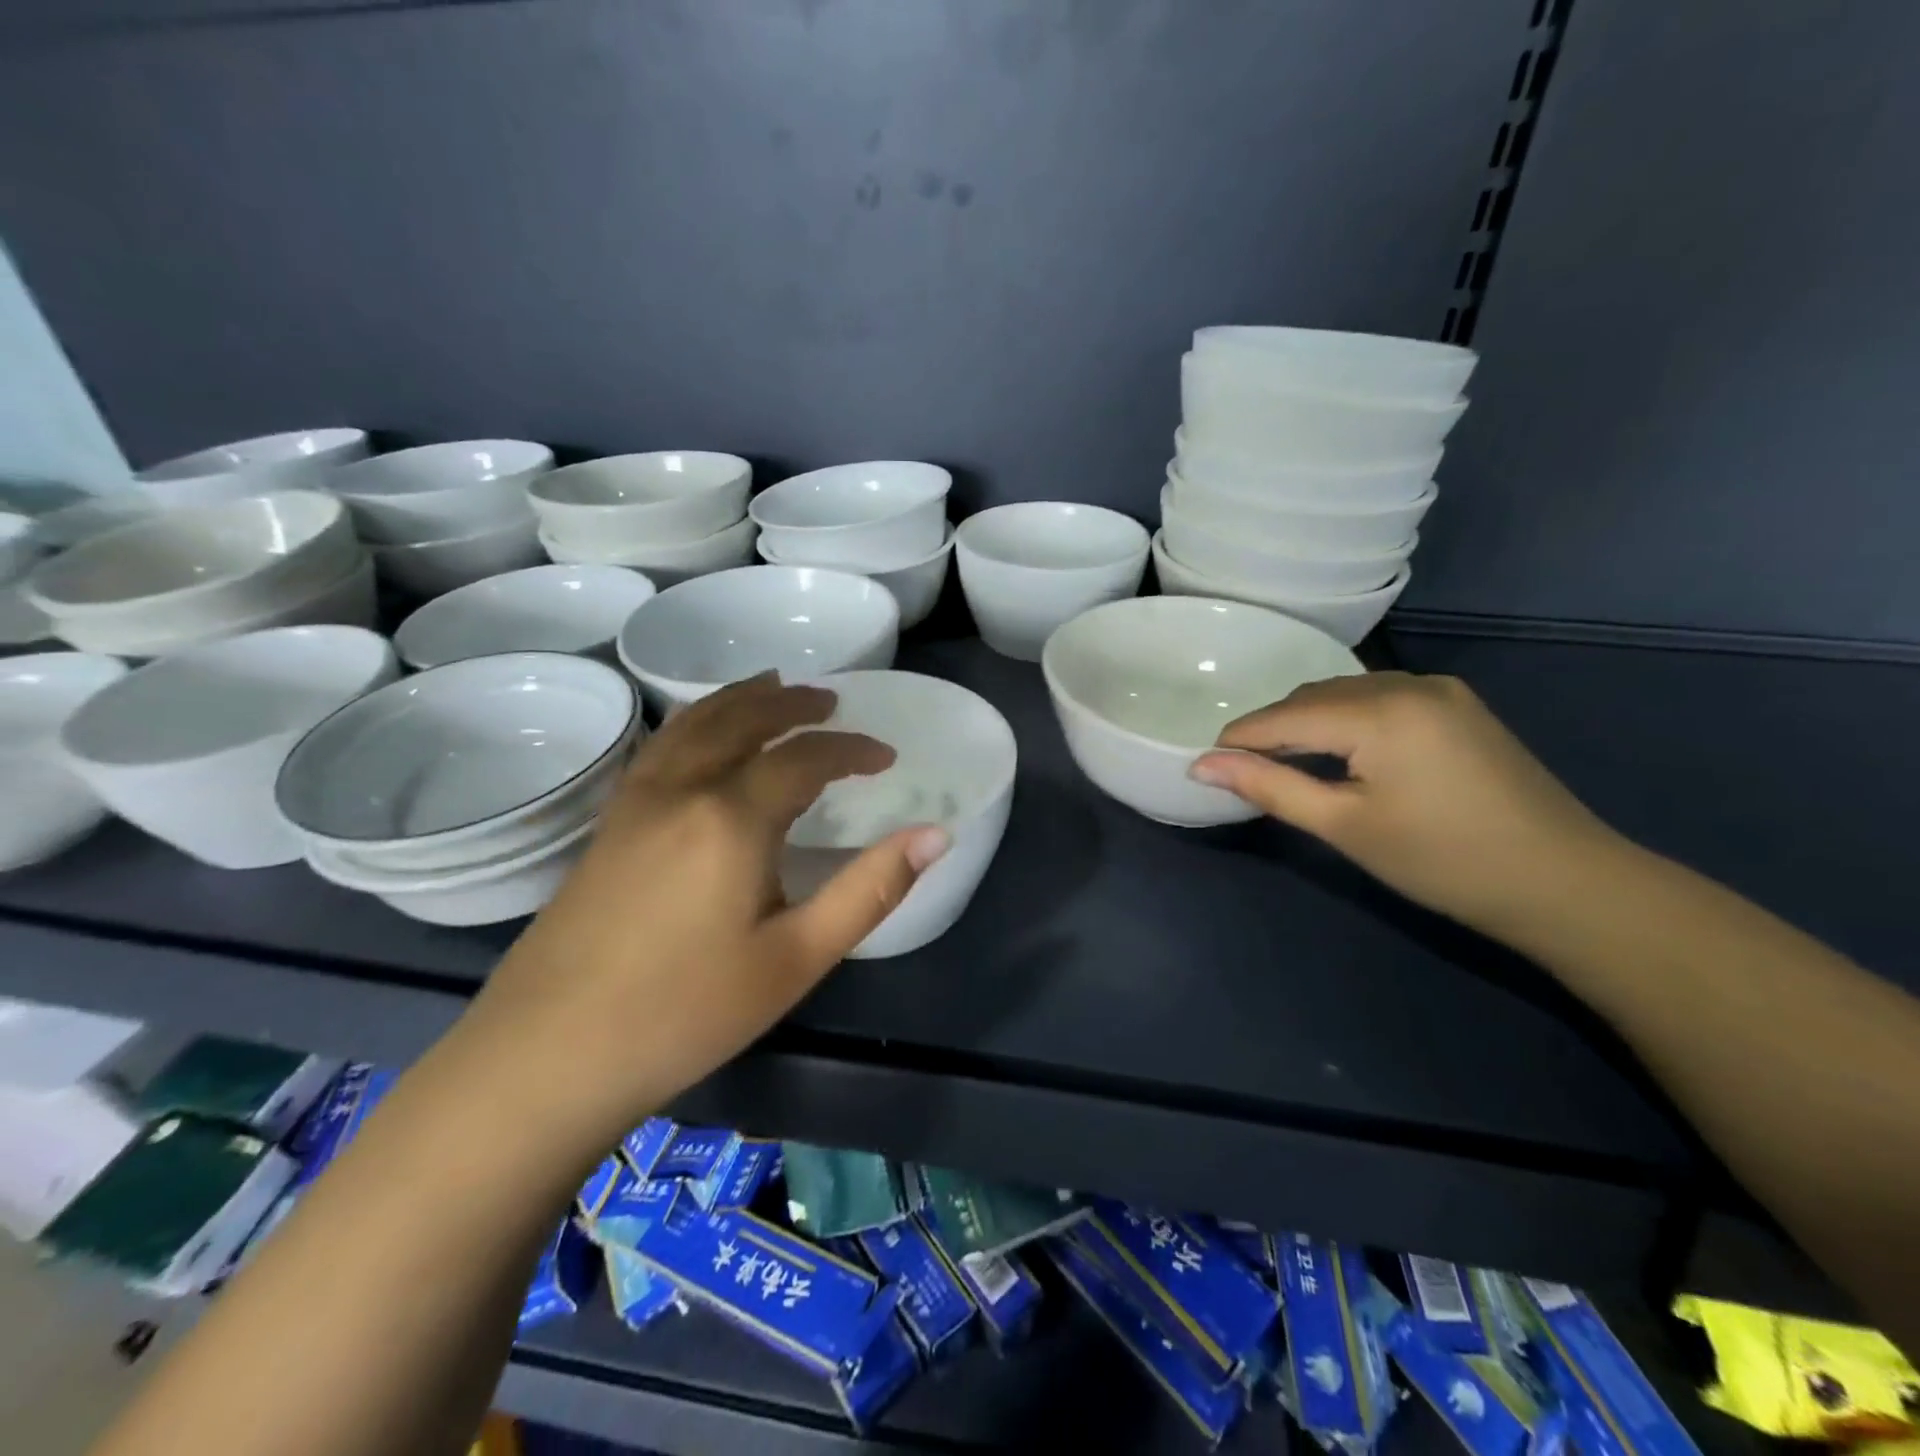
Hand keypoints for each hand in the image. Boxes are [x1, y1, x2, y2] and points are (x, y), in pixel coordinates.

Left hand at [456, 675, 948, 1154]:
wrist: (547, 1056)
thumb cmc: (687, 1012)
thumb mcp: (797, 958)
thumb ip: (870, 889)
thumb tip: (935, 835)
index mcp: (733, 816)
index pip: (805, 757)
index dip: (851, 749)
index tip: (884, 756)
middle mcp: (682, 789)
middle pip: (744, 719)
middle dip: (792, 703)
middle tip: (830, 701)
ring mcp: (635, 801)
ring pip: (694, 723)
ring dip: (740, 699)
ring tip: (771, 687)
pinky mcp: (607, 823)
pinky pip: (661, 745)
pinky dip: (695, 720)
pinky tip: (700, 734)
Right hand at [1190, 672, 1620, 933]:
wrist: (1566, 883)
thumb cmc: (1443, 861)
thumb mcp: (1345, 826)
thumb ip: (1269, 787)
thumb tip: (1202, 765)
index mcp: (1379, 711)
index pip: (1283, 717)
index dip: (1238, 739)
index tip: (1204, 764)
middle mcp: (1406, 683)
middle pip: (1312, 697)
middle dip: (1271, 730)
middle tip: (1243, 771)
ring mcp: (1438, 689)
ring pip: (1344, 693)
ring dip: (1306, 722)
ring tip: (1286, 764)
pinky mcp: (1457, 704)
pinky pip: (1378, 697)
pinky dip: (1344, 719)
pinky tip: (1340, 750)